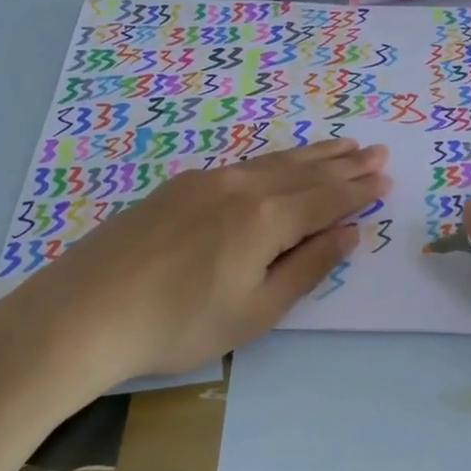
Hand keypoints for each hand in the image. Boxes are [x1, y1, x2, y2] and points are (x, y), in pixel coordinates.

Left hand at [4, 140, 390, 397]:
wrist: (86, 312)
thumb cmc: (180, 324)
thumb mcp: (256, 310)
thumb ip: (307, 267)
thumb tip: (349, 232)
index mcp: (266, 218)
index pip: (326, 199)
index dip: (358, 190)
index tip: (384, 176)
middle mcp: (241, 186)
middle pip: (304, 171)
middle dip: (343, 163)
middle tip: (375, 150)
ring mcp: (206, 180)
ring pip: (273, 162)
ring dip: (311, 155)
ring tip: (340, 145)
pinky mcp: (178, 186)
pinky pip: (243, 165)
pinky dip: (274, 162)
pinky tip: (278, 164)